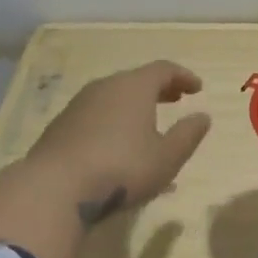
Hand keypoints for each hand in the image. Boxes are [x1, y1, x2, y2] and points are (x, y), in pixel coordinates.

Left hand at [24, 61, 212, 220]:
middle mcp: (105, 87)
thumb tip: (203, 116)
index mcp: (134, 87)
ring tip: (150, 131)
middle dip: (159, 90)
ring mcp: (78, 106)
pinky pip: (97, 118)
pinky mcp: (60, 127)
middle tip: (176, 100)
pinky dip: (114, 125)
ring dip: (135, 110)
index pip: (163, 69)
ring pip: (115, 100)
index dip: (183, 77)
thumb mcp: (167, 157)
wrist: (54, 188)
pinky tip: (119, 151)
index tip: (197, 88)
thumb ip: (188, 135)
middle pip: (136, 81)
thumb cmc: (121, 168)